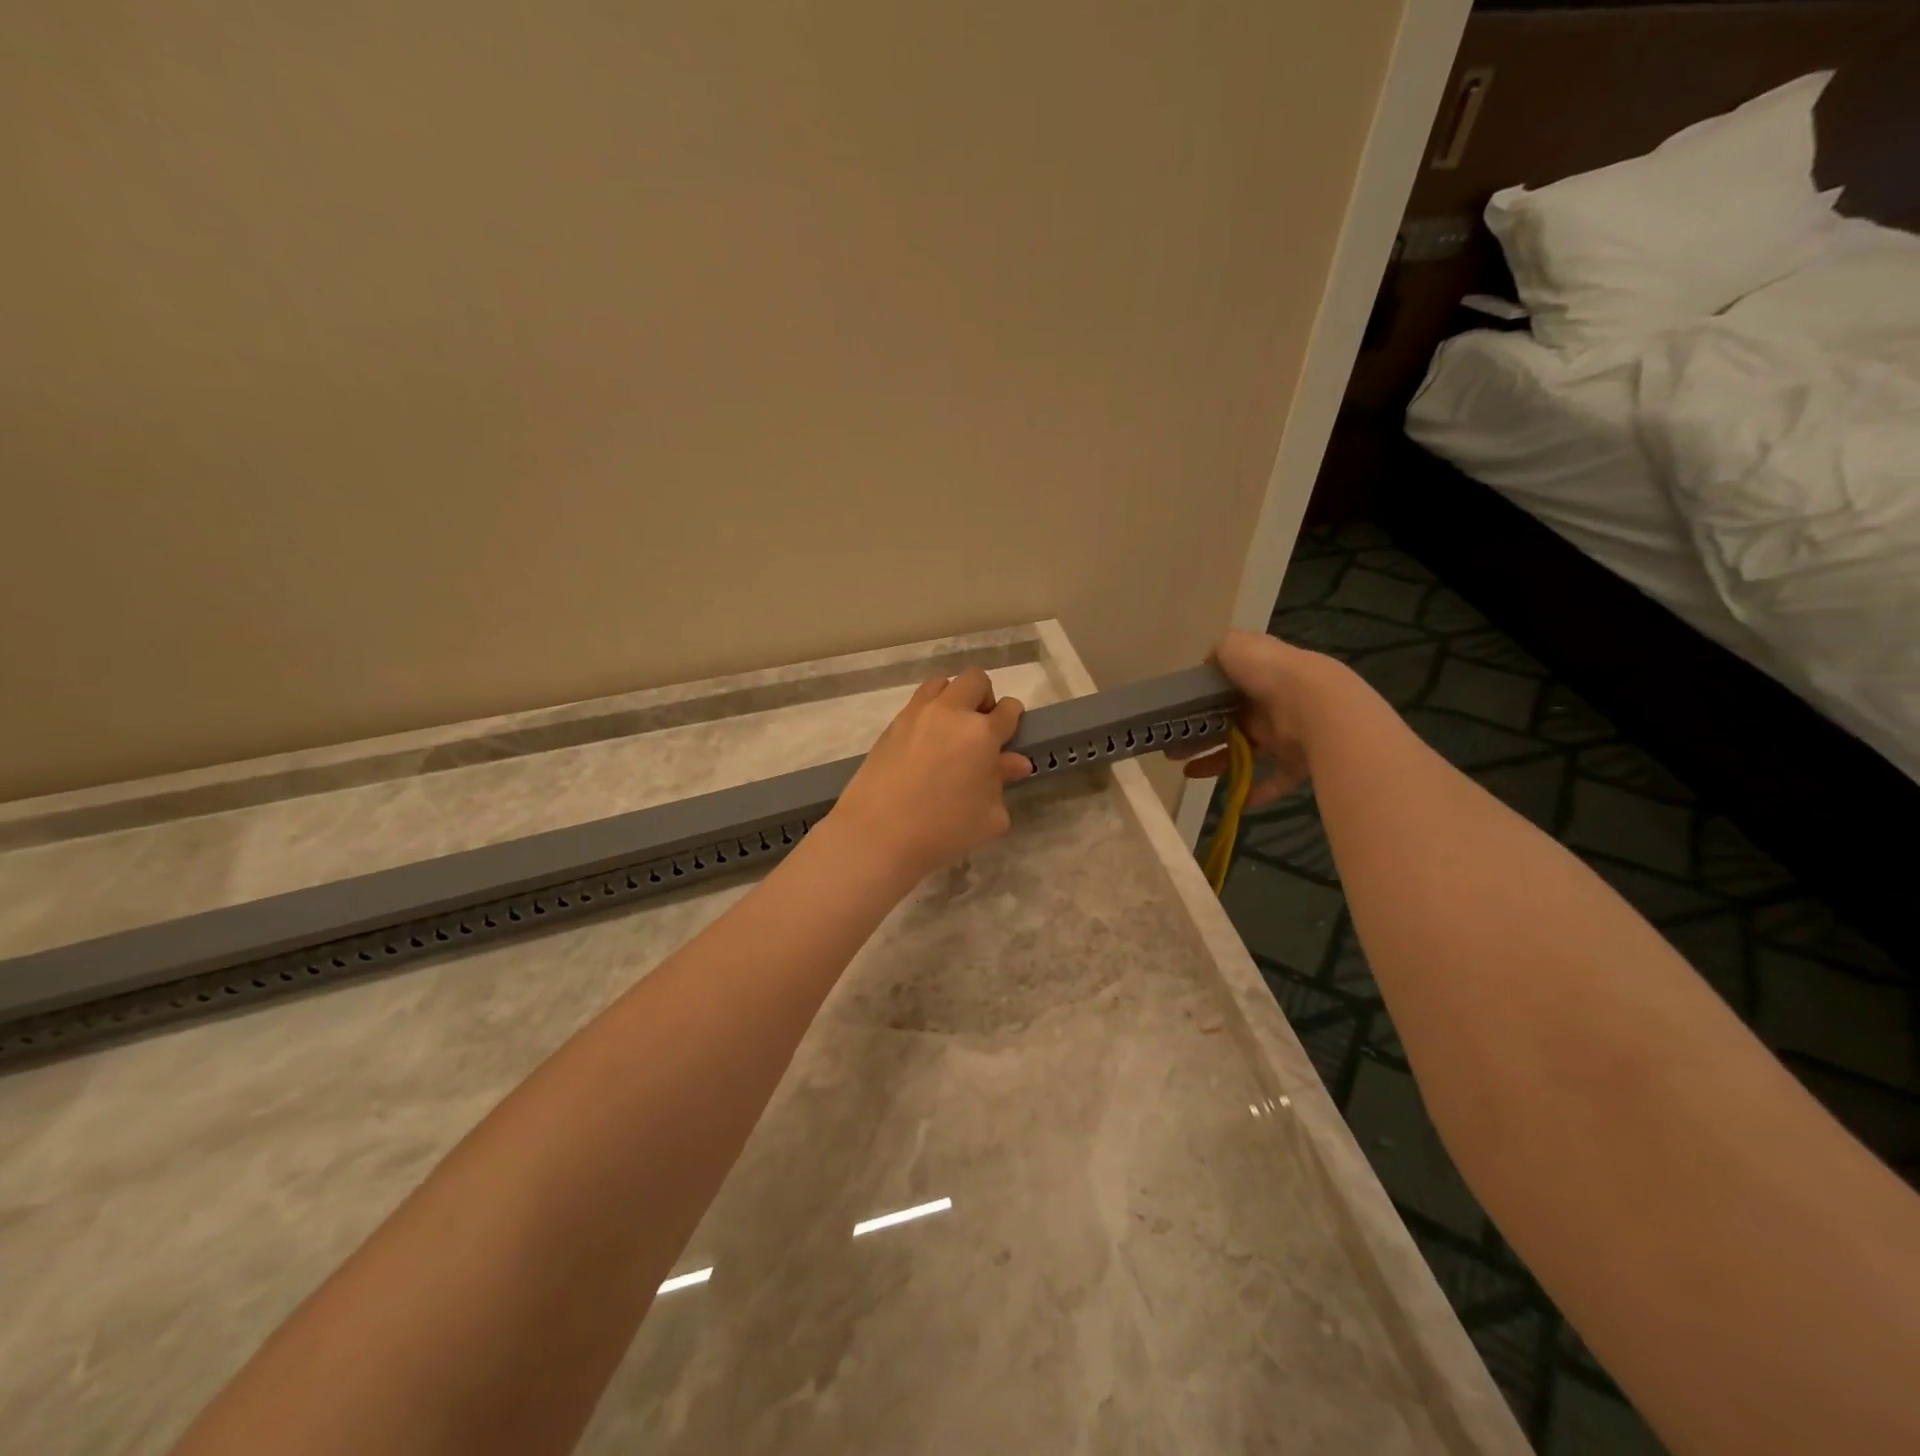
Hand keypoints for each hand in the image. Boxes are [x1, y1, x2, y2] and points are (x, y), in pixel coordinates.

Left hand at [827, 667, 1033, 884]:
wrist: (878, 835)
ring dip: (953, 698)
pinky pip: (916, 704)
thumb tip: (1014, 762)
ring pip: (941, 683)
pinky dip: (928, 714)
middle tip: (980, 730)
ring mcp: (917, 715)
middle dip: (984, 698)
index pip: (1008, 709)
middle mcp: (950, 712)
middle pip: (974, 680)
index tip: (1009, 736)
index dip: (1013, 719)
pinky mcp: (891, 725)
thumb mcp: (989, 815)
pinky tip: (926, 746)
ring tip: (950, 732)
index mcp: (981, 732)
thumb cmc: (944, 830)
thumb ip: (1002, 781)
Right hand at [1170, 630, 1346, 808]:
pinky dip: (1257, 790)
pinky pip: (1276, 779)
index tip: (1176, 719)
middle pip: (1229, 725)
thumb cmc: (1268, 673)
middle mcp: (1269, 705)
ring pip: (1244, 752)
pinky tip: (1237, 800)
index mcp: (1255, 678)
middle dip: (1199, 739)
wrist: (1314, 703)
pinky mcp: (1297, 760)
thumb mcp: (1235, 646)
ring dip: (1217, 763)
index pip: (1224, 692)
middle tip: (1172, 752)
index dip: (1199, 705)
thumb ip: (1219, 652)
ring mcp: (1285, 733)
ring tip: (1190, 773)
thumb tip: (1209, 665)